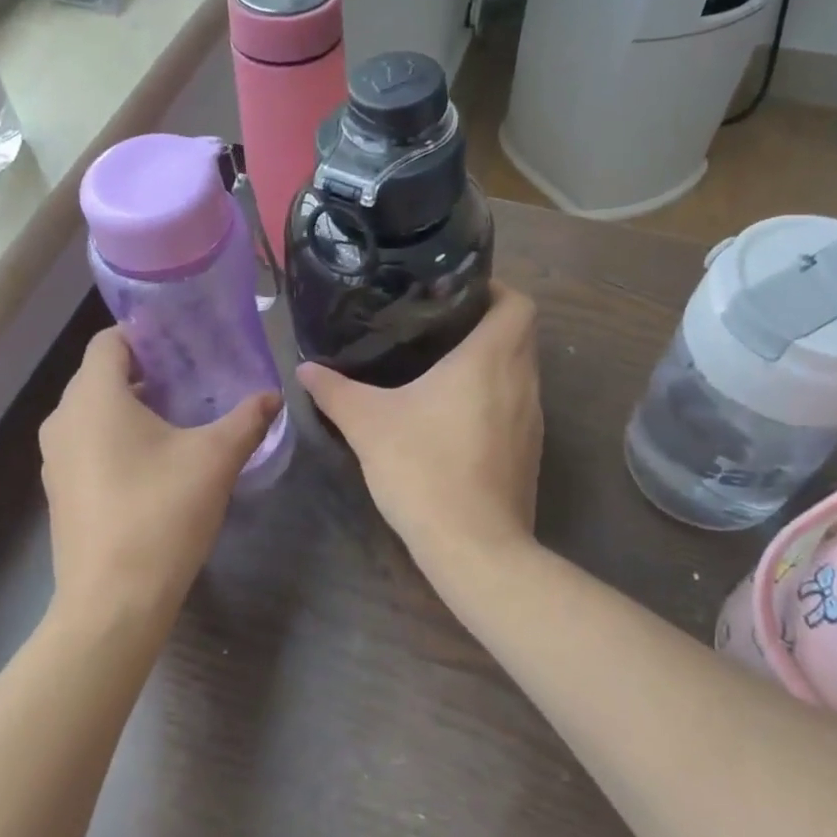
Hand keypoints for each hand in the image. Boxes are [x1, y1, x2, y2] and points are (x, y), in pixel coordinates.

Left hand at [40, 329, 280, 627]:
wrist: (112, 603)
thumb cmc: (161, 514)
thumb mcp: (215, 459)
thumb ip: (247, 419)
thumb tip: (273, 395)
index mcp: (94, 397)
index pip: (110, 340)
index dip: (146, 334)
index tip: (185, 341)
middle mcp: (64, 419)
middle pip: (101, 374)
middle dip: (145, 370)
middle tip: (193, 376)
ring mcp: (55, 458)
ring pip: (93, 411)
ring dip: (131, 405)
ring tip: (179, 415)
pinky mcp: (60, 490)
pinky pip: (88, 443)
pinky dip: (116, 437)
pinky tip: (155, 460)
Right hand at [297, 283, 542, 563]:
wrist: (474, 547)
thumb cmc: (424, 468)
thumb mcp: (367, 423)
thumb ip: (334, 390)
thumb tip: (304, 368)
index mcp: (492, 358)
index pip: (517, 303)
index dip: (494, 289)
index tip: (456, 292)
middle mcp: (522, 381)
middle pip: (521, 334)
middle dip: (486, 323)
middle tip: (437, 324)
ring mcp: (532, 420)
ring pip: (520, 372)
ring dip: (492, 362)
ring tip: (443, 364)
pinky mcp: (528, 452)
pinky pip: (516, 406)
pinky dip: (494, 397)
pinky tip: (454, 415)